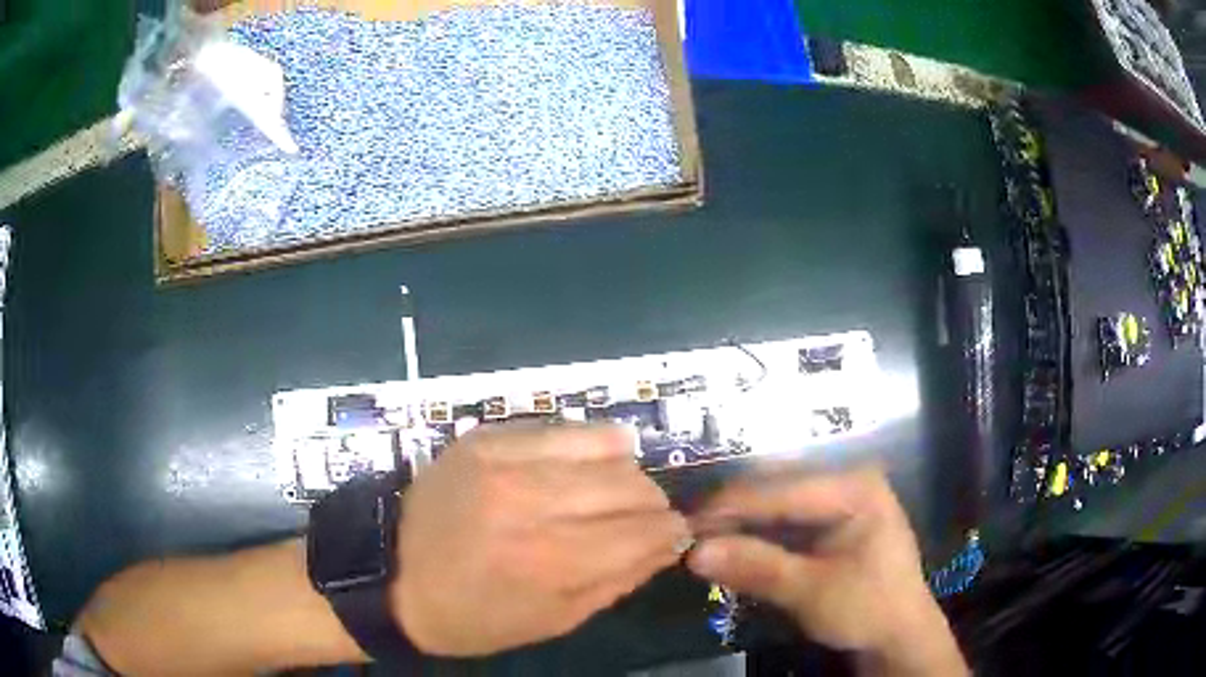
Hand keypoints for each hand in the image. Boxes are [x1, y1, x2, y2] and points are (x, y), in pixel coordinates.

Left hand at [393, 422, 690, 656]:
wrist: (392, 577)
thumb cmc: (475, 617)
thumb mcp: (553, 622)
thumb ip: (618, 580)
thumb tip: (668, 544)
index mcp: (549, 562)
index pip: (644, 531)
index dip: (672, 531)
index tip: (677, 534)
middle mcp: (531, 502)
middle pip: (631, 485)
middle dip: (653, 504)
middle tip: (648, 517)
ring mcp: (504, 461)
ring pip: (604, 447)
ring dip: (626, 472)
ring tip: (619, 489)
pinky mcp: (485, 438)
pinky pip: (561, 428)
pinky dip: (588, 446)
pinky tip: (586, 463)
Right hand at [686, 466, 966, 675]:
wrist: (898, 633)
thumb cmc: (866, 608)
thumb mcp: (811, 592)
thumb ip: (756, 567)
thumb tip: (693, 553)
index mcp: (855, 486)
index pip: (780, 488)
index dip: (729, 507)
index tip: (683, 526)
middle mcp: (848, 479)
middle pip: (777, 487)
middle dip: (732, 512)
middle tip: (689, 536)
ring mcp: (841, 497)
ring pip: (777, 500)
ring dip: (741, 522)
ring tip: (704, 541)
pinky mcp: (833, 518)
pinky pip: (786, 517)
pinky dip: (758, 532)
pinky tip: (734, 545)